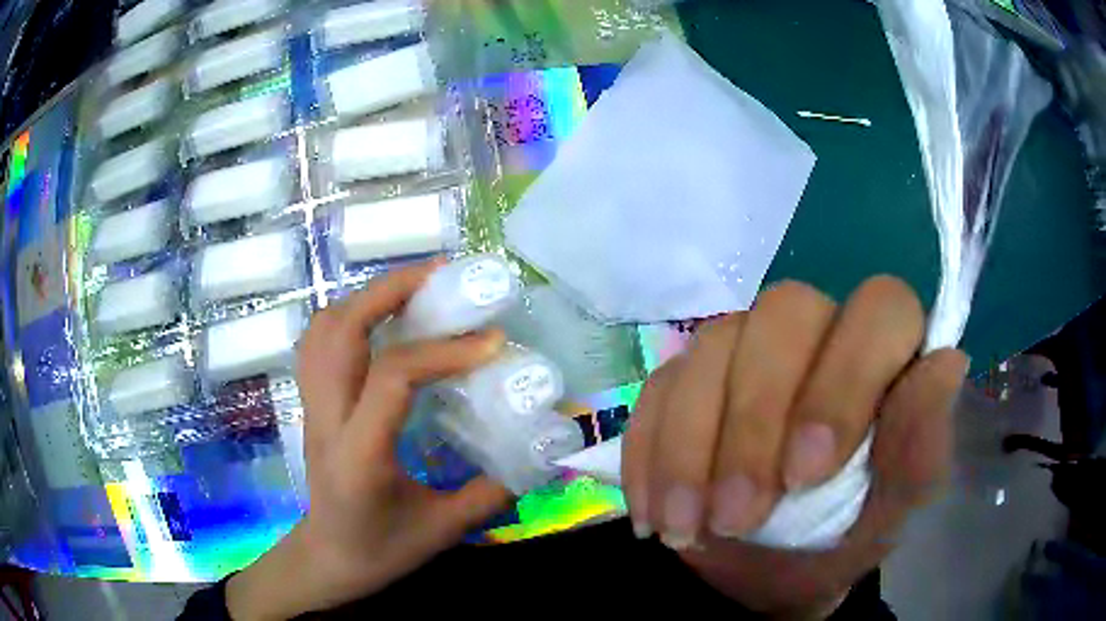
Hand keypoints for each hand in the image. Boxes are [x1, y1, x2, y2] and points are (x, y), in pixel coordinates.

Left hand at [228, 261, 510, 619]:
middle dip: (389, 290)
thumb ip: (491, 492)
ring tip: (411, 291)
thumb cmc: (382, 551)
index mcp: (361, 453)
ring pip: (322, 329)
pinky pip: (318, 342)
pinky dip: (347, 316)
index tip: (491, 341)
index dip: (443, 350)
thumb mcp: (443, 530)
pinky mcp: (311, 403)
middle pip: (341, 330)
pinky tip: (379, 321)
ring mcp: (312, 407)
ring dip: (365, 298)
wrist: (328, 559)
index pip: (393, 376)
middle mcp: (327, 418)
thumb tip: (537, 452)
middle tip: (440, 278)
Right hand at [622, 276, 967, 616]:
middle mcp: (817, 334)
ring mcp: (746, 351)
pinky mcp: (686, 381)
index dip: (844, 380)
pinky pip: (657, 390)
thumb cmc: (843, 538)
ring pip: (711, 348)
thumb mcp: (890, 512)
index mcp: (883, 356)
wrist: (770, 572)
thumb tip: (949, 364)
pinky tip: (657, 512)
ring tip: (687, 528)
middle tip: (738, 516)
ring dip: (691, 448)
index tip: (806, 472)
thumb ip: (921, 449)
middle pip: (783, 313)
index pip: (880, 310)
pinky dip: (650, 455)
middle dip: (755, 421)